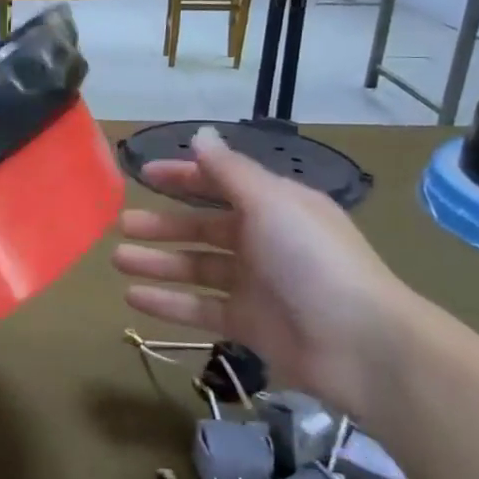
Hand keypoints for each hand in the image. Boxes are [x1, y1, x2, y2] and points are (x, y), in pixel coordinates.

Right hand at [112, 126, 422, 419]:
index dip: (184, 177)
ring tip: (117, 260)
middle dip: (162, 225)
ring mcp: (255, 286)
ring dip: (157, 263)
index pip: (221, 184)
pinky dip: (167, 303)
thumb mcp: (270, 203)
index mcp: (275, 207)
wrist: (360, 343)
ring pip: (195, 268)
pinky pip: (199, 309)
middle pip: (203, 228)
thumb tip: (201, 135)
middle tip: (122, 225)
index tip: (145, 174)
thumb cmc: (312, 260)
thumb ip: (229, 172)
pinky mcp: (248, 325)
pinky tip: (133, 298)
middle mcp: (264, 242)